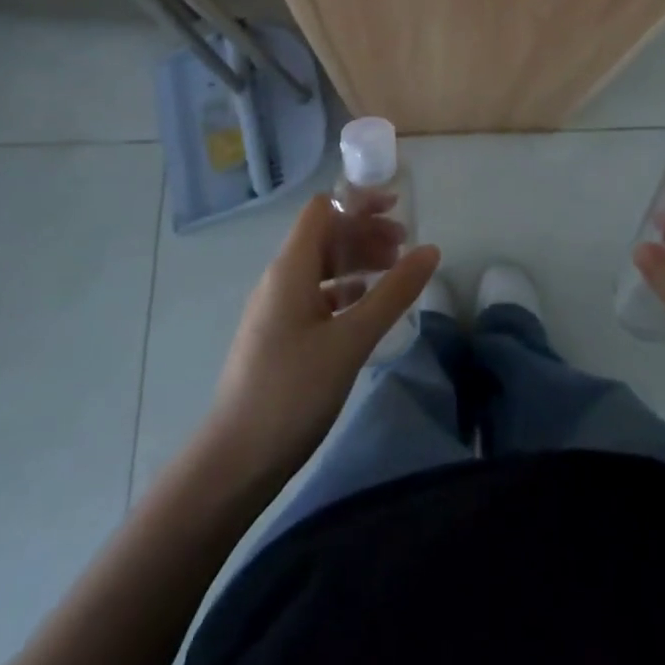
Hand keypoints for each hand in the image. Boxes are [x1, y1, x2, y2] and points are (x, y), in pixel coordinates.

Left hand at [208, 194, 439, 479]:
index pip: (323, 208)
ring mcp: (276, 309)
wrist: (234, 463)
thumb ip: (393, 293)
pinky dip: (345, 290)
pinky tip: (365, 308)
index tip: (398, 210)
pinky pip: (316, 295)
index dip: (358, 201)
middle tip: (405, 248)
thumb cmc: (292, 392)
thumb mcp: (351, 340)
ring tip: (393, 274)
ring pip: (321, 266)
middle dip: (365, 232)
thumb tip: (430, 250)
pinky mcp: (278, 337)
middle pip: (325, 235)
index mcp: (290, 268)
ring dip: (357, 261)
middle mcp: (280, 279)